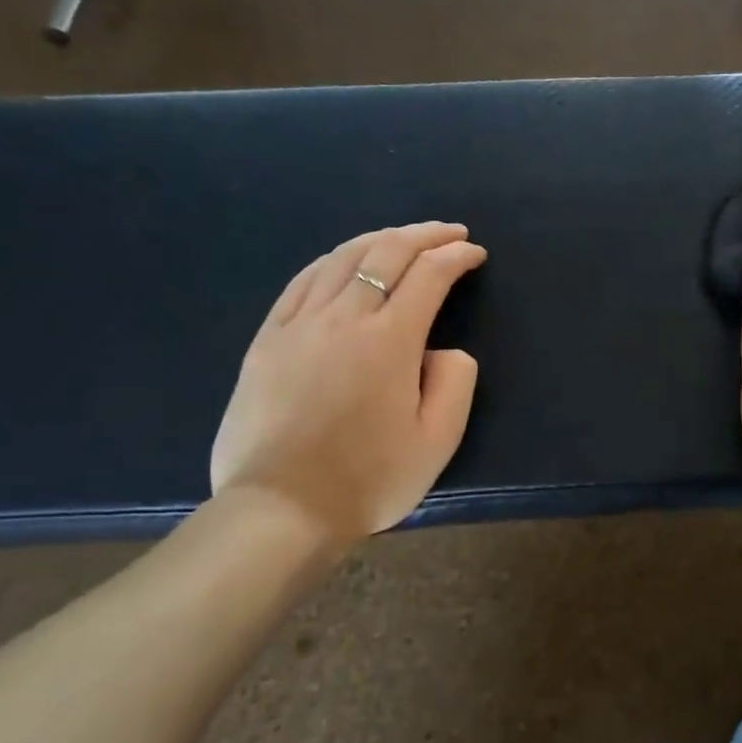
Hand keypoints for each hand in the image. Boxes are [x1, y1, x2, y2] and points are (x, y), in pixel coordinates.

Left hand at [210, 222, 486, 552]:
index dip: (456, 257)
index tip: (474, 253)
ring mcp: (299, 324)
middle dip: (424, 235)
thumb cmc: (369, 479)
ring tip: (405, 237)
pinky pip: (303, 281)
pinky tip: (345, 258)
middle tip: (450, 232)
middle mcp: (344, 317)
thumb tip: (444, 350)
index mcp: (390, 340)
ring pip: (342, 258)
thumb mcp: (438, 441)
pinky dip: (333, 259)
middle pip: (386, 253)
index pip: (429, 276)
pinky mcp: (267, 339)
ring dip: (381, 239)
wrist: (281, 509)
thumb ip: (455, 383)